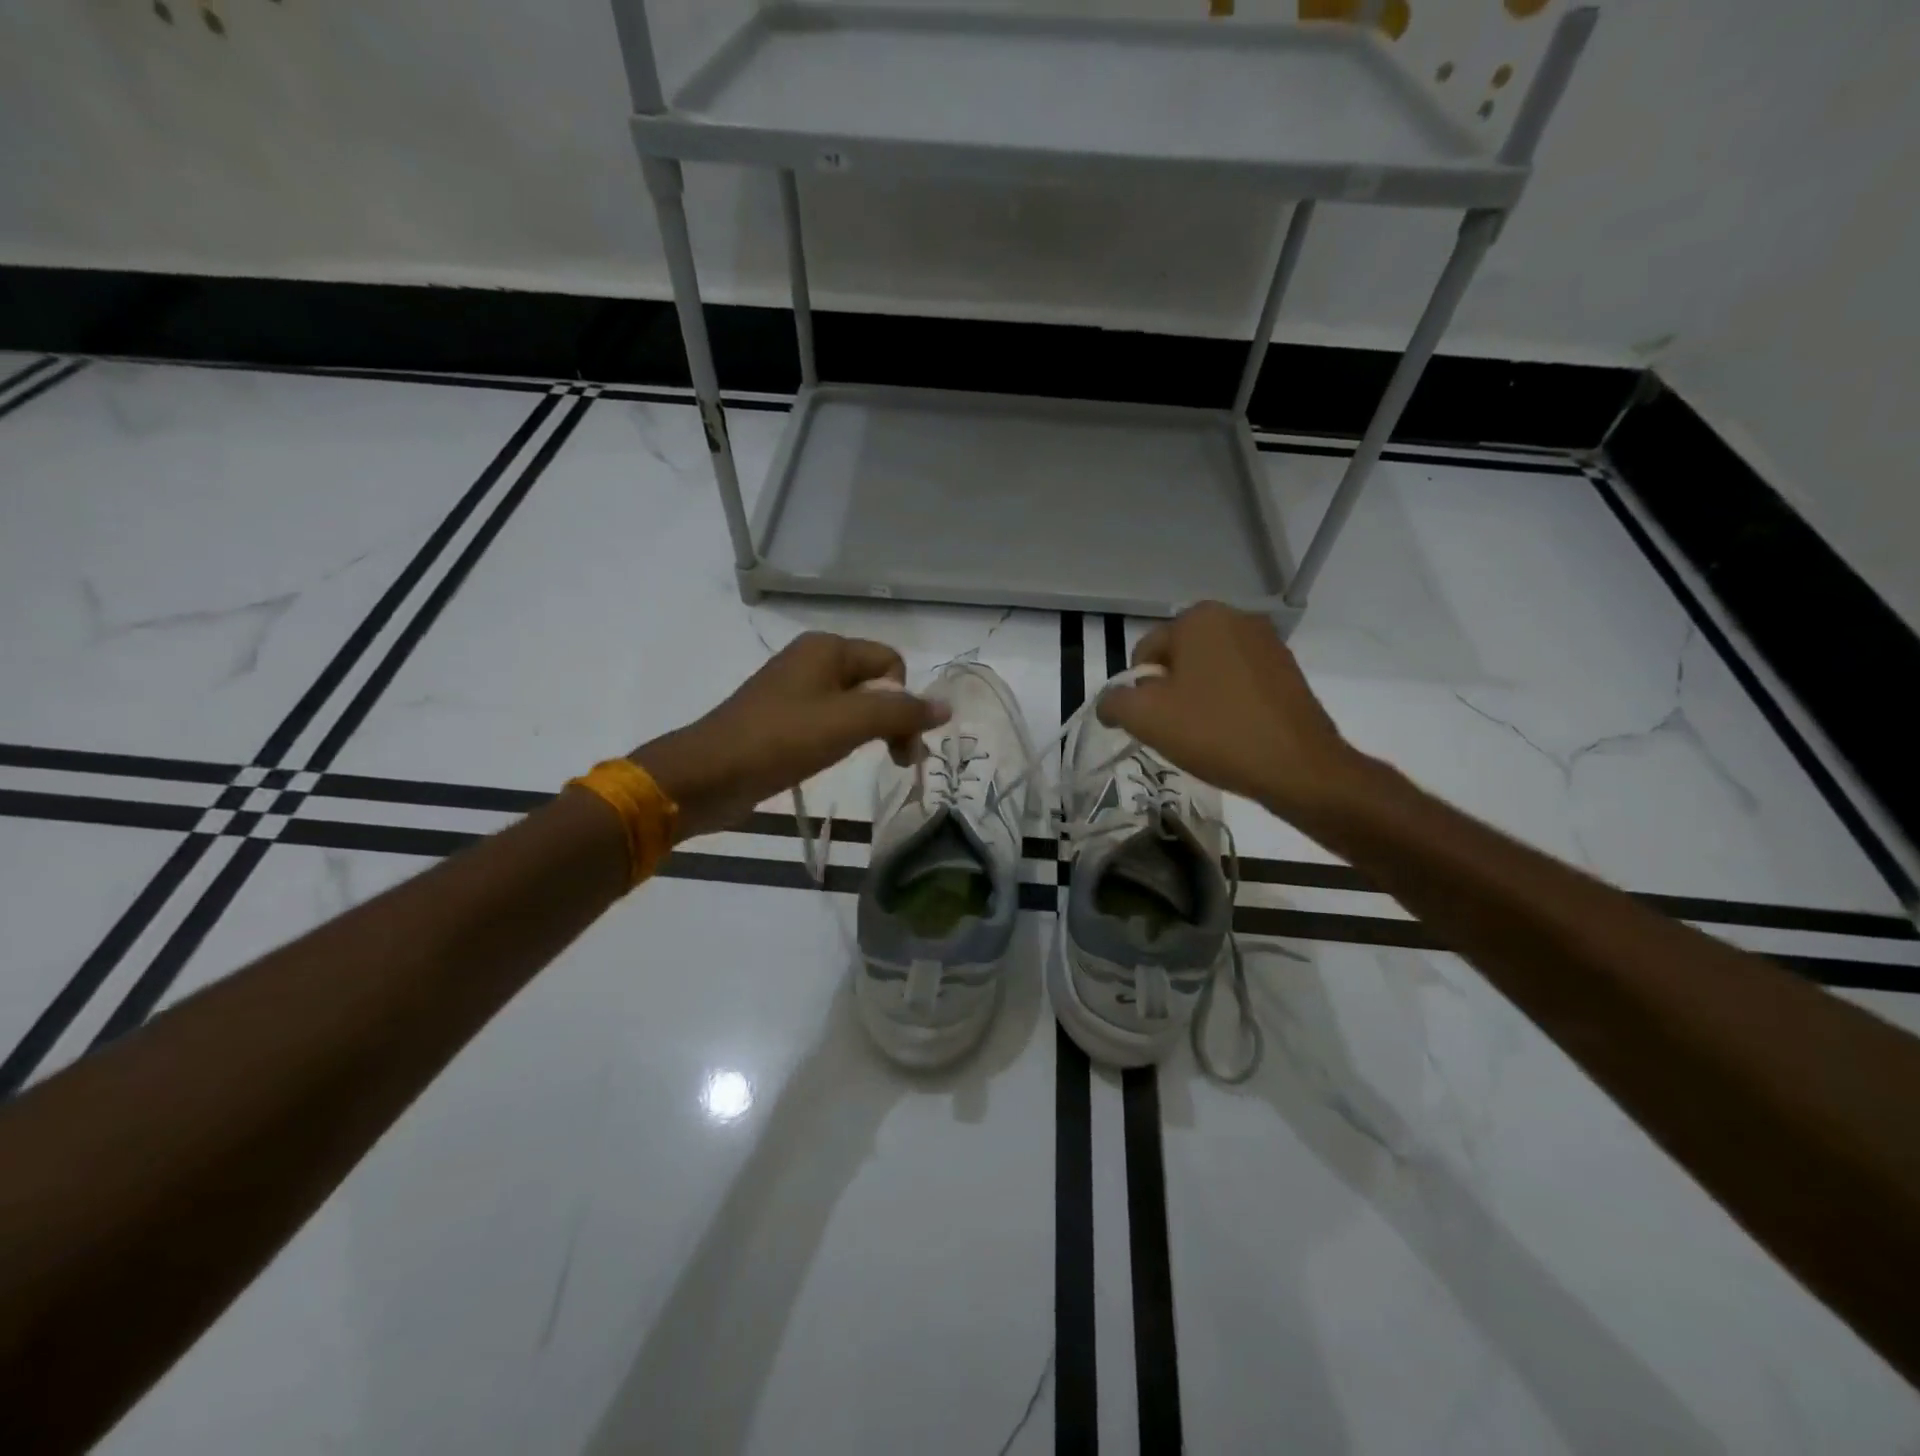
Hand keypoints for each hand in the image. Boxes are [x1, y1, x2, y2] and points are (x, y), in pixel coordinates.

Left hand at [630, 632, 947, 841]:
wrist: (707, 775)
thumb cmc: (781, 740)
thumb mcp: (849, 723)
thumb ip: (901, 712)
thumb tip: (946, 707)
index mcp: (827, 648)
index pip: (892, 663)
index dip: (904, 700)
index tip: (900, 742)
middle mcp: (812, 661)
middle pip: (875, 682)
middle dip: (893, 719)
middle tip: (899, 761)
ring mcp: (794, 691)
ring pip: (853, 705)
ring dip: (872, 732)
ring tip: (875, 762)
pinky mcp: (781, 720)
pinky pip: (829, 722)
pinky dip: (843, 739)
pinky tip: (835, 760)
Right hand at [1096, 601, 1365, 822]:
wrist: (1298, 767)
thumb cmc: (1215, 732)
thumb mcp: (1145, 718)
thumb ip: (1114, 702)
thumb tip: (1110, 703)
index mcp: (1198, 618)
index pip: (1145, 653)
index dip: (1139, 692)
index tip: (1155, 722)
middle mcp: (1234, 617)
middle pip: (1177, 660)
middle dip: (1169, 693)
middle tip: (1177, 731)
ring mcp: (1266, 642)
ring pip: (1208, 671)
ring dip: (1198, 699)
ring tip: (1207, 735)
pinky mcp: (1287, 669)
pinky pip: (1238, 682)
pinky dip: (1227, 703)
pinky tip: (1233, 733)